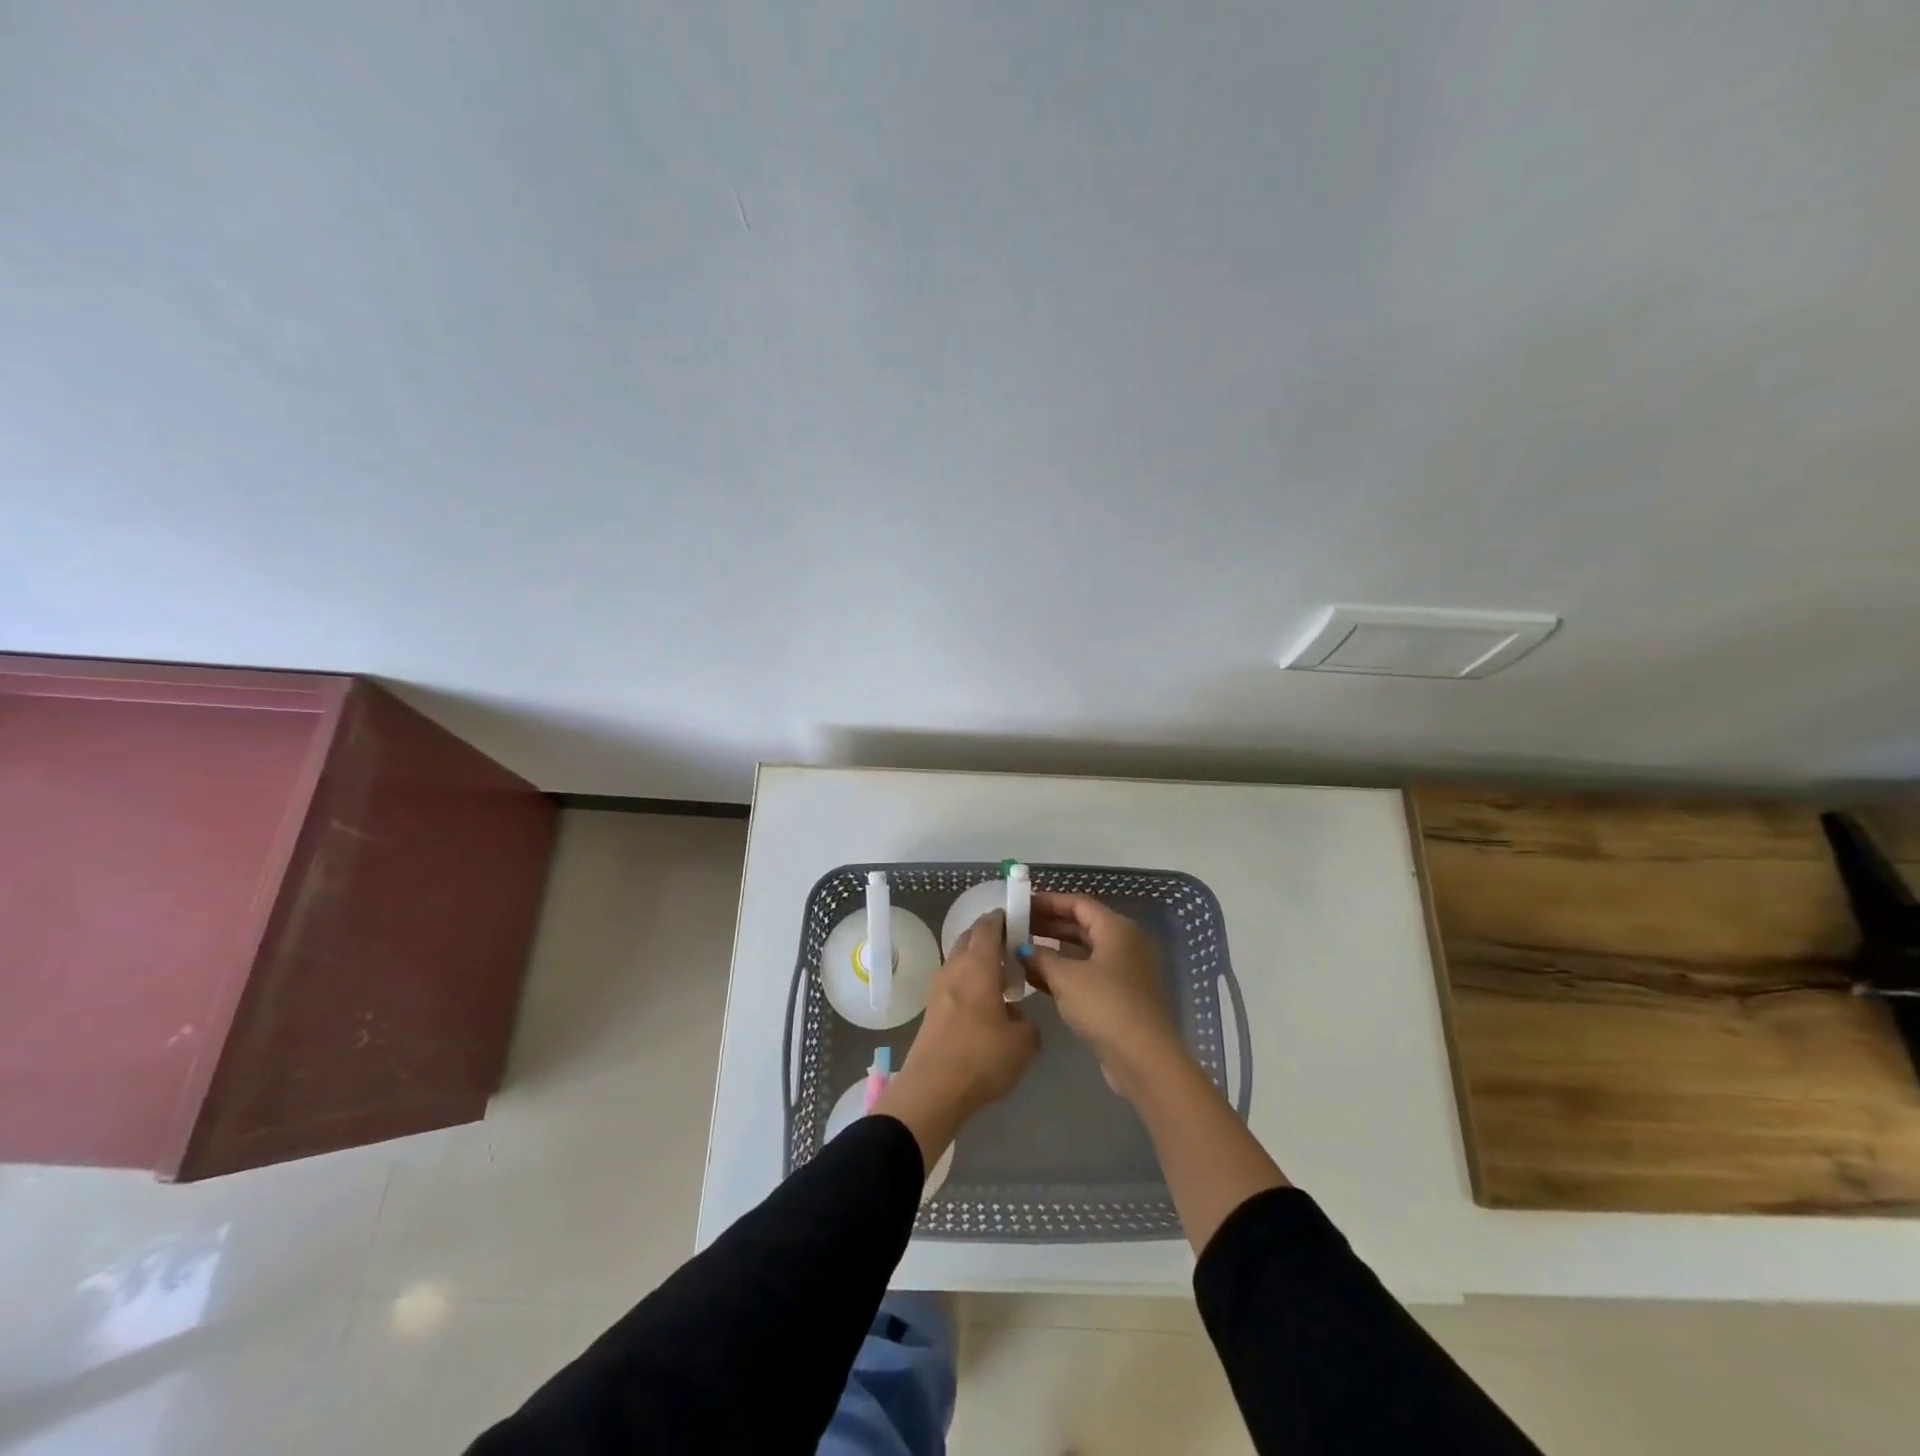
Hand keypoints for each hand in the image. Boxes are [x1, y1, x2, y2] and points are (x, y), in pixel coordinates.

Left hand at [874, 911, 1040, 1168]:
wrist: (932, 1090)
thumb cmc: (981, 1058)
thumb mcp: (1024, 1042)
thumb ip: (1027, 1021)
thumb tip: (1014, 1015)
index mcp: (978, 965)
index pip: (988, 926)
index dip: (1003, 918)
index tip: (1018, 919)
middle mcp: (955, 968)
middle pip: (969, 938)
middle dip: (989, 936)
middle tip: (1013, 946)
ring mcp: (938, 988)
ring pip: (959, 960)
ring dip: (977, 960)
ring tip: (1001, 976)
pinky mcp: (931, 1010)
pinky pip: (953, 982)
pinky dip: (968, 981)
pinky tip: (984, 1003)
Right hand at [1020, 892, 1189, 1099]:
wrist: (1143, 1058)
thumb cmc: (1105, 1005)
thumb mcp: (1066, 977)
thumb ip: (1040, 957)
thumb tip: (1022, 949)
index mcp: (1117, 928)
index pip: (1078, 903)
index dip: (1048, 901)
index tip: (1020, 904)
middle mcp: (1125, 944)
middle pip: (1081, 925)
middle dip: (1047, 925)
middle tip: (1015, 928)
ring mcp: (1124, 971)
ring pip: (1083, 952)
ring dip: (1053, 951)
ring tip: (1019, 952)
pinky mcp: (1120, 996)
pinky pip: (1087, 974)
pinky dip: (1064, 973)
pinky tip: (1035, 979)